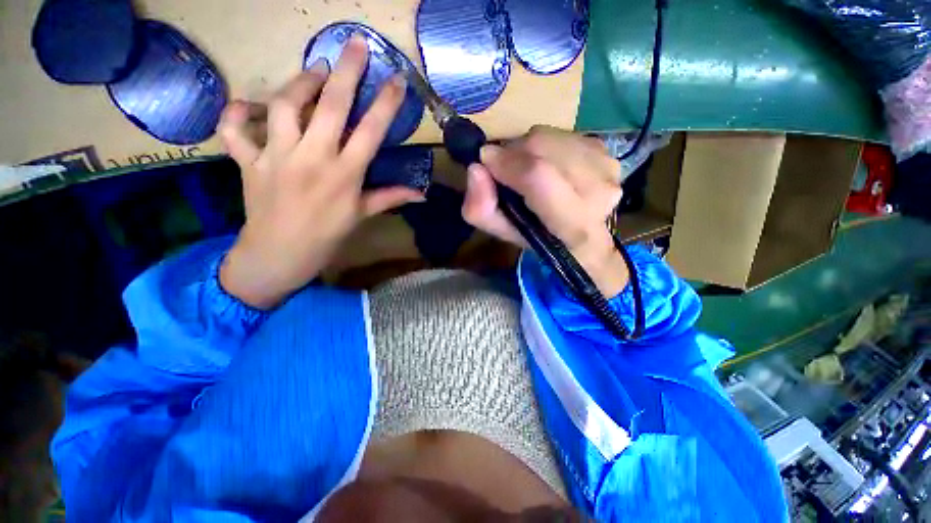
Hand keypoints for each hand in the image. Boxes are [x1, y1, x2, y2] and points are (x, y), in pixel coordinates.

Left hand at [218, 35, 423, 308]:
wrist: (281, 255)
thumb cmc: (328, 236)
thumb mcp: (362, 216)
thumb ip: (390, 197)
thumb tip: (420, 194)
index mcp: (345, 174)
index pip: (370, 131)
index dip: (386, 104)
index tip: (397, 80)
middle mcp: (313, 158)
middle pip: (331, 106)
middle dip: (347, 72)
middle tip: (356, 44)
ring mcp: (276, 156)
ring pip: (284, 106)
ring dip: (299, 82)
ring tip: (313, 71)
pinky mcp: (248, 161)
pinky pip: (235, 130)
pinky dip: (235, 113)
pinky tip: (246, 106)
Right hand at [462, 126, 629, 297]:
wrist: (583, 238)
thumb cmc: (540, 239)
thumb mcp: (504, 233)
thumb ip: (482, 210)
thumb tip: (475, 169)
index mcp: (574, 224)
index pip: (538, 177)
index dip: (507, 163)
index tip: (486, 161)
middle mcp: (599, 191)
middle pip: (542, 148)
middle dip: (513, 153)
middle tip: (505, 169)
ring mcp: (608, 166)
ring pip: (550, 137)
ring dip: (527, 148)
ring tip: (526, 169)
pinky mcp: (607, 150)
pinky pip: (562, 134)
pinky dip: (544, 145)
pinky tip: (547, 164)